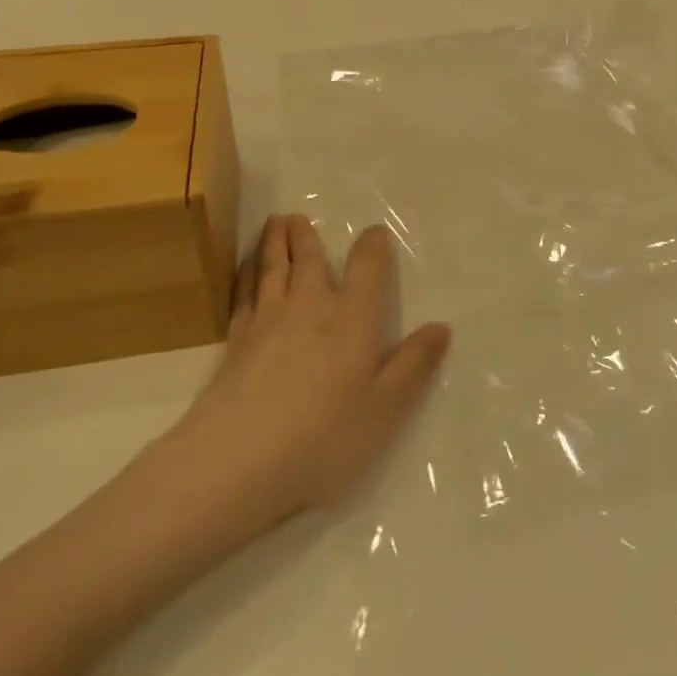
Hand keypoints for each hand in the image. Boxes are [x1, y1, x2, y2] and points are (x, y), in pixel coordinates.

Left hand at [171, 215, 450, 523]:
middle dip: (306, 237)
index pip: (367, 268)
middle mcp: (310, 307)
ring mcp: (268, 320)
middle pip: (310, 260)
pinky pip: (243, 293)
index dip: (373, 247)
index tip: (375, 232)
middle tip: (298, 216)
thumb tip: (441, 327)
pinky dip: (245, 274)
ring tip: (274, 223)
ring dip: (274, 243)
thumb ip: (413, 365)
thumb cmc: (325, 437)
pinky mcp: (235, 341)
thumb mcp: (385, 408)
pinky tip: (244, 270)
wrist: (239, 459)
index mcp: (352, 318)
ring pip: (272, 269)